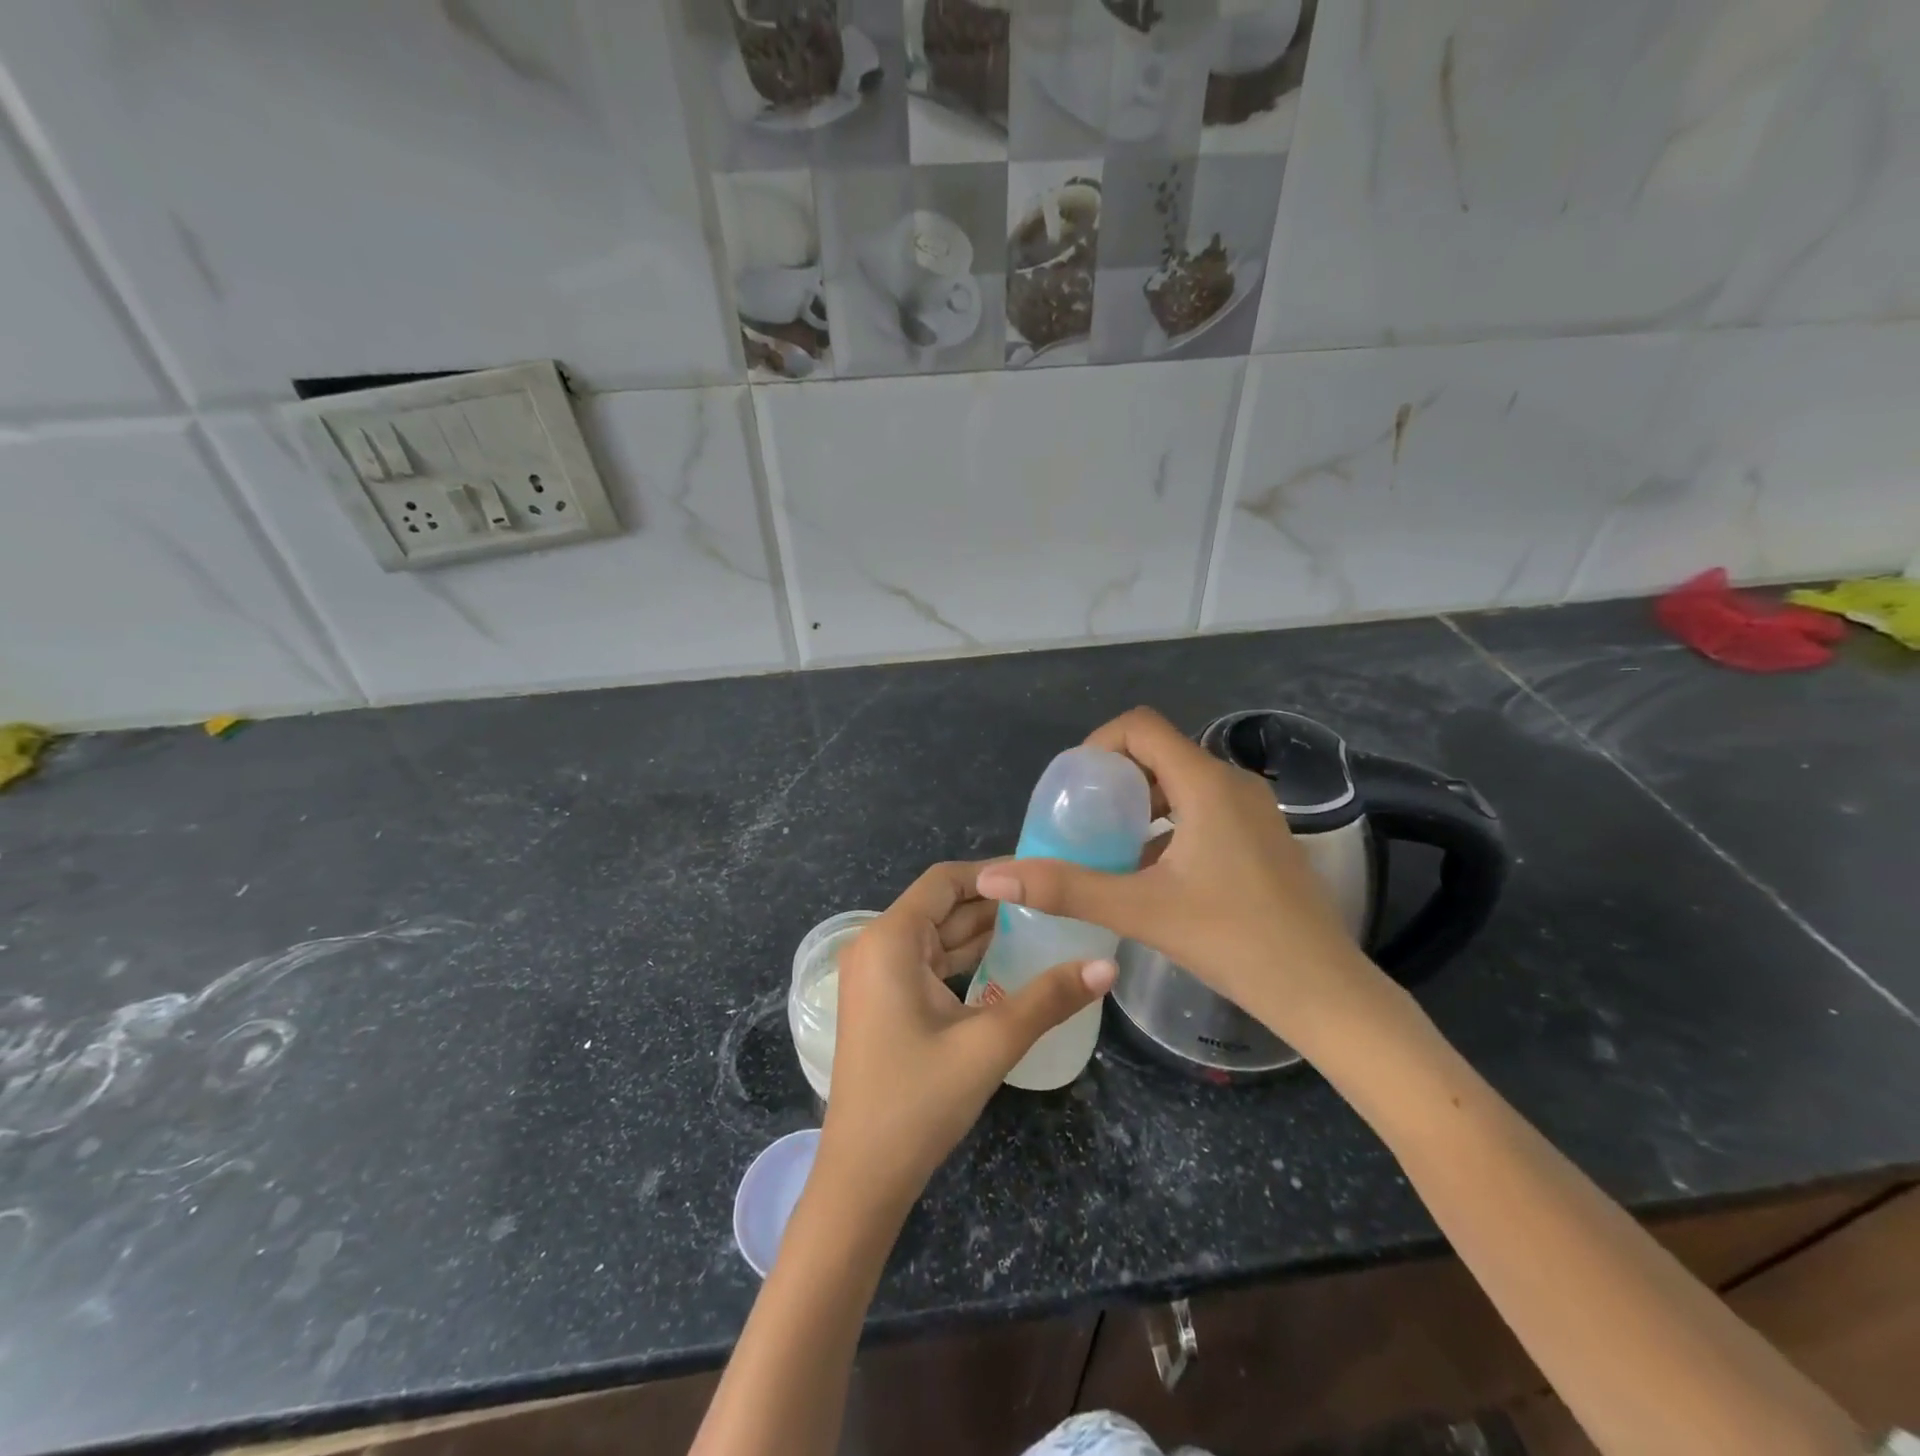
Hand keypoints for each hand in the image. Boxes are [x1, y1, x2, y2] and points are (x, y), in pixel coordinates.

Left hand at [814, 861, 1114, 1218]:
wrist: (863, 1177)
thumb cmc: (918, 1101)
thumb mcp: (989, 1044)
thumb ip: (1048, 999)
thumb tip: (1108, 965)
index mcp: (890, 939)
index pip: (944, 880)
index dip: (992, 872)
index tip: (1041, 875)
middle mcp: (877, 946)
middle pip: (941, 906)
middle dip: (994, 903)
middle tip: (1053, 902)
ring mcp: (877, 976)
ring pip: (937, 936)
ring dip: (982, 932)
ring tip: (1042, 927)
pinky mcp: (884, 1002)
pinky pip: (928, 964)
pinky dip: (964, 960)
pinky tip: (1006, 965)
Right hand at [975, 708, 1392, 1052]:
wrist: (1323, 991)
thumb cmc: (1234, 941)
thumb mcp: (1141, 911)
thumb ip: (1066, 889)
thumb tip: (993, 876)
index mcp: (1206, 784)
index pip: (1141, 727)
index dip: (1099, 744)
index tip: (1074, 787)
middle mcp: (1233, 783)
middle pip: (1160, 751)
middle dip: (1115, 776)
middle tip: (1083, 817)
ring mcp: (1253, 810)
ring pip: (1183, 781)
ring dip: (1141, 801)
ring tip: (1110, 843)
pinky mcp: (1262, 836)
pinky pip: (1204, 807)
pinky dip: (1169, 821)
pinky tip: (1152, 870)